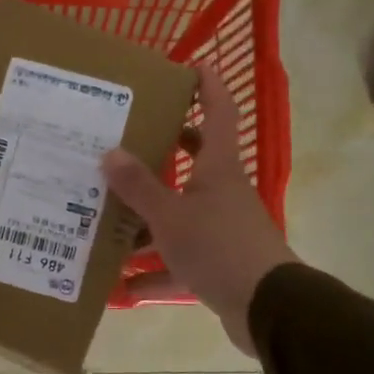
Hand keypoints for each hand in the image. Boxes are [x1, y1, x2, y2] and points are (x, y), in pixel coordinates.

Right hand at [101, 66, 296, 355]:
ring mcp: (222, 230)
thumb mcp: (170, 216)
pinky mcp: (218, 265)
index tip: (191, 66)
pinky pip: (179, 261)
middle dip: (163, 153)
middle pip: (194, 163)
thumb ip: (139, 187)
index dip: (208, 87)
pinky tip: (122, 284)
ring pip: (180, 216)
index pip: (218, 113)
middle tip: (125, 144)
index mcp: (217, 169)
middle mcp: (222, 193)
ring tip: (106, 219)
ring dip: (147, 221)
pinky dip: (154, 271)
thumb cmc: (219, 247)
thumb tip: (110, 152)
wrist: (267, 307)